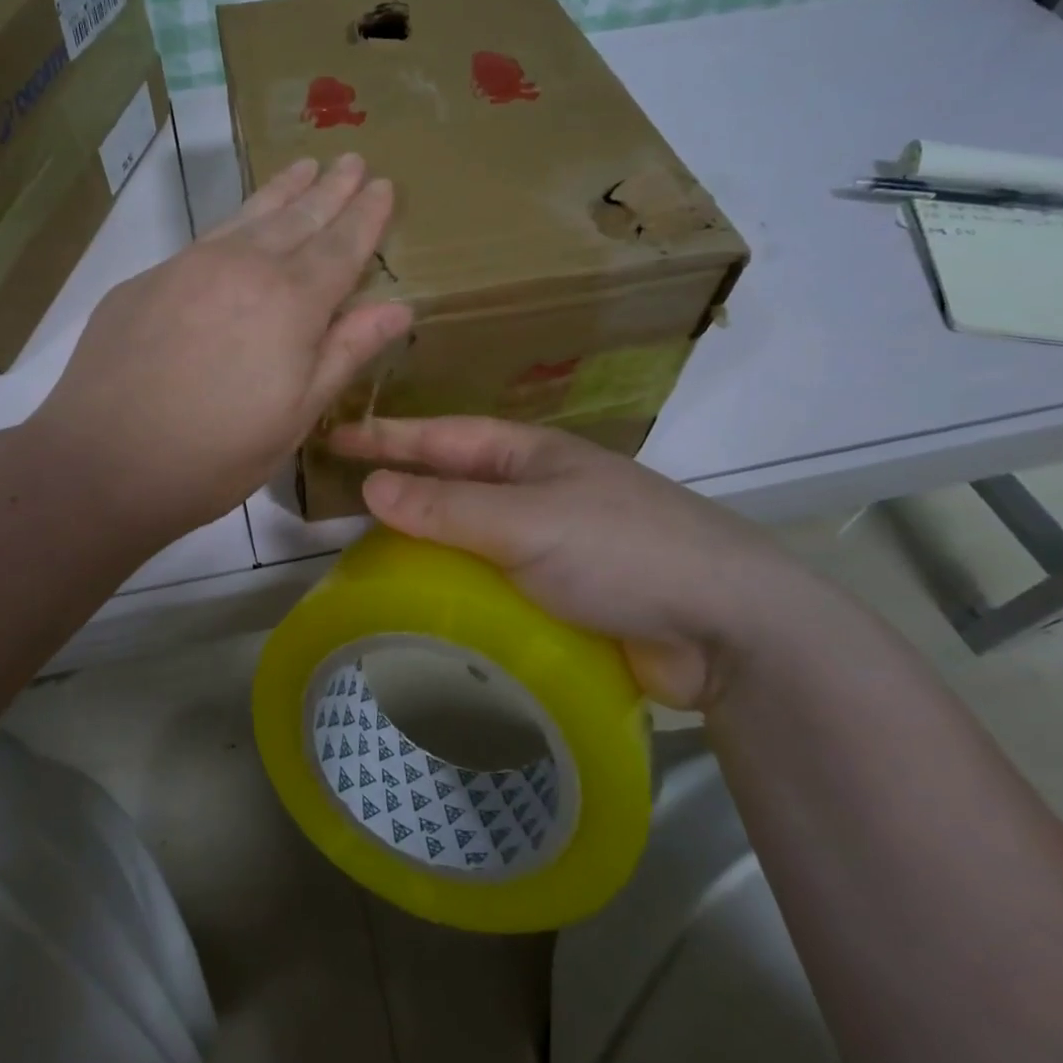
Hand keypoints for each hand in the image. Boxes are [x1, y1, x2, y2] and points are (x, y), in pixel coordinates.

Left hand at [28, 154, 410, 544]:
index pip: (341, 246)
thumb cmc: (215, 455)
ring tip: (306, 167)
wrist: (101, 463)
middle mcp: (242, 267)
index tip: (383, 184)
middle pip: (298, 218)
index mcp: (290, 302)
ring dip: (283, 191)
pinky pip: (206, 239)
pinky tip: (241, 223)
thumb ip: (345, 353)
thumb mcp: (296, 415)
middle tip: (352, 159)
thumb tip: (398, 307)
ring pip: (248, 216)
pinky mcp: (146, 280)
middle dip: (330, 189)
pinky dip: (236, 221)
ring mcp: (187, 267)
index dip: (366, 215)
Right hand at [329, 416, 839, 709]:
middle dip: (401, 488)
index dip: (387, 436)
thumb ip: (447, 507)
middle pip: (453, 484)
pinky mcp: (564, 594)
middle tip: (342, 503)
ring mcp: (553, 543)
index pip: (442, 436)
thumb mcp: (526, 522)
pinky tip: (430, 608)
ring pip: (471, 536)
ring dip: (428, 544)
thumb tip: (371, 486)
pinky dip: (460, 589)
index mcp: (530, 456)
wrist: (729, 627)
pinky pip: (494, 582)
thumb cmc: (623, 551)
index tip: (333, 437)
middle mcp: (537, 491)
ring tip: (370, 561)